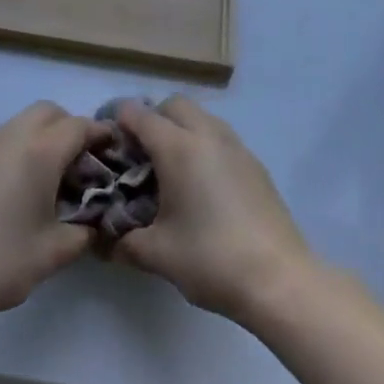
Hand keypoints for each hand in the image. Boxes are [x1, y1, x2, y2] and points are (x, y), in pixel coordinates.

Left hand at [0, 102, 110, 329]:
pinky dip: (20, 147)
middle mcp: (13, 136)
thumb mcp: (54, 253)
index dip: (100, 134)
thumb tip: (94, 224)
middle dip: (70, 128)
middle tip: (80, 164)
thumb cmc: (1, 260)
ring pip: (24, 122)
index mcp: (40, 151)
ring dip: (43, 136)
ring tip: (50, 178)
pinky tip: (18, 187)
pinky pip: (4, 138)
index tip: (113, 150)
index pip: (79, 126)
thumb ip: (84, 233)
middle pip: (50, 112)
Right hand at [108, 97, 314, 323]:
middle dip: (153, 119)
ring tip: (172, 170)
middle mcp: (207, 135)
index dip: (118, 123)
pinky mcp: (255, 163)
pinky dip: (204, 146)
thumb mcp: (157, 254)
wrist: (279, 279)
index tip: (108, 145)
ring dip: (182, 130)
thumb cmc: (211, 259)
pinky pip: (220, 137)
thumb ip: (124, 242)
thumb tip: (104, 243)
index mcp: (178, 147)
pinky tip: (203, 186)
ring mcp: (236, 146)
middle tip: (141, 156)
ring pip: (201, 117)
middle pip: (173, 105)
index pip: (139, 114)